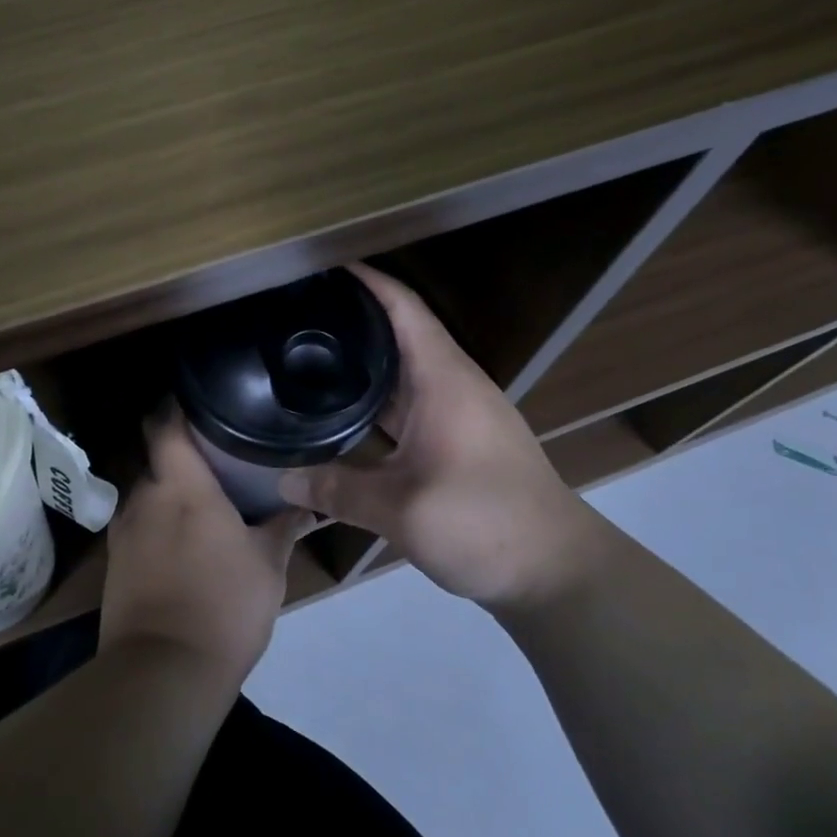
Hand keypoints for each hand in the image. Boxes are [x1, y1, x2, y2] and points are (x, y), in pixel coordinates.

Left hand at [99, 412, 313, 690]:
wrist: (164, 672)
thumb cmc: (225, 605)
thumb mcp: (269, 565)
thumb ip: (284, 527)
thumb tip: (305, 505)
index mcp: (181, 486)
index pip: (165, 425)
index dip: (175, 406)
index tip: (199, 401)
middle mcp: (144, 498)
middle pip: (157, 459)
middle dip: (182, 457)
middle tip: (217, 461)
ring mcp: (123, 531)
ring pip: (147, 495)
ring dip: (170, 495)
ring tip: (202, 505)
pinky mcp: (114, 563)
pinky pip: (138, 527)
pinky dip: (158, 526)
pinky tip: (181, 545)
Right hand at [278, 265, 600, 608]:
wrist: (554, 569)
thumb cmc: (484, 523)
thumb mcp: (401, 509)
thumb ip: (337, 490)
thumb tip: (282, 480)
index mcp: (443, 379)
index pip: (403, 307)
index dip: (366, 280)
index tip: (321, 267)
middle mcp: (451, 385)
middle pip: (399, 333)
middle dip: (352, 318)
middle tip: (296, 316)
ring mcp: (457, 413)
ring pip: (402, 372)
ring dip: (364, 361)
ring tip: (308, 356)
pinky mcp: (457, 440)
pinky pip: (408, 404)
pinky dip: (375, 399)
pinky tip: (342, 412)